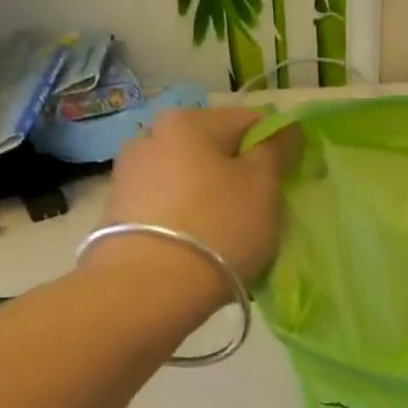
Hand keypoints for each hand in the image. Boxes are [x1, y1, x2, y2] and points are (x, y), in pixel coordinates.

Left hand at [99, 107, 299, 285]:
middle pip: (211, 151)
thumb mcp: (263, 187)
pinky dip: (186, 222)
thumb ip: (276, 151)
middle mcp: (151, 136)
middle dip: (237, 176)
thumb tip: (285, 129)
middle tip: (259, 213)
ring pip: (187, 181)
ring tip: (227, 237)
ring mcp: (129, 176)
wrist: (151, 286)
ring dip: (209, 200)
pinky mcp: (118, 215)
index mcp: (189, 121)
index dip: (276, 146)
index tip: (289, 179)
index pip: (248, 121)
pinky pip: (167, 210)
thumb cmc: (219, 226)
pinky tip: (198, 249)